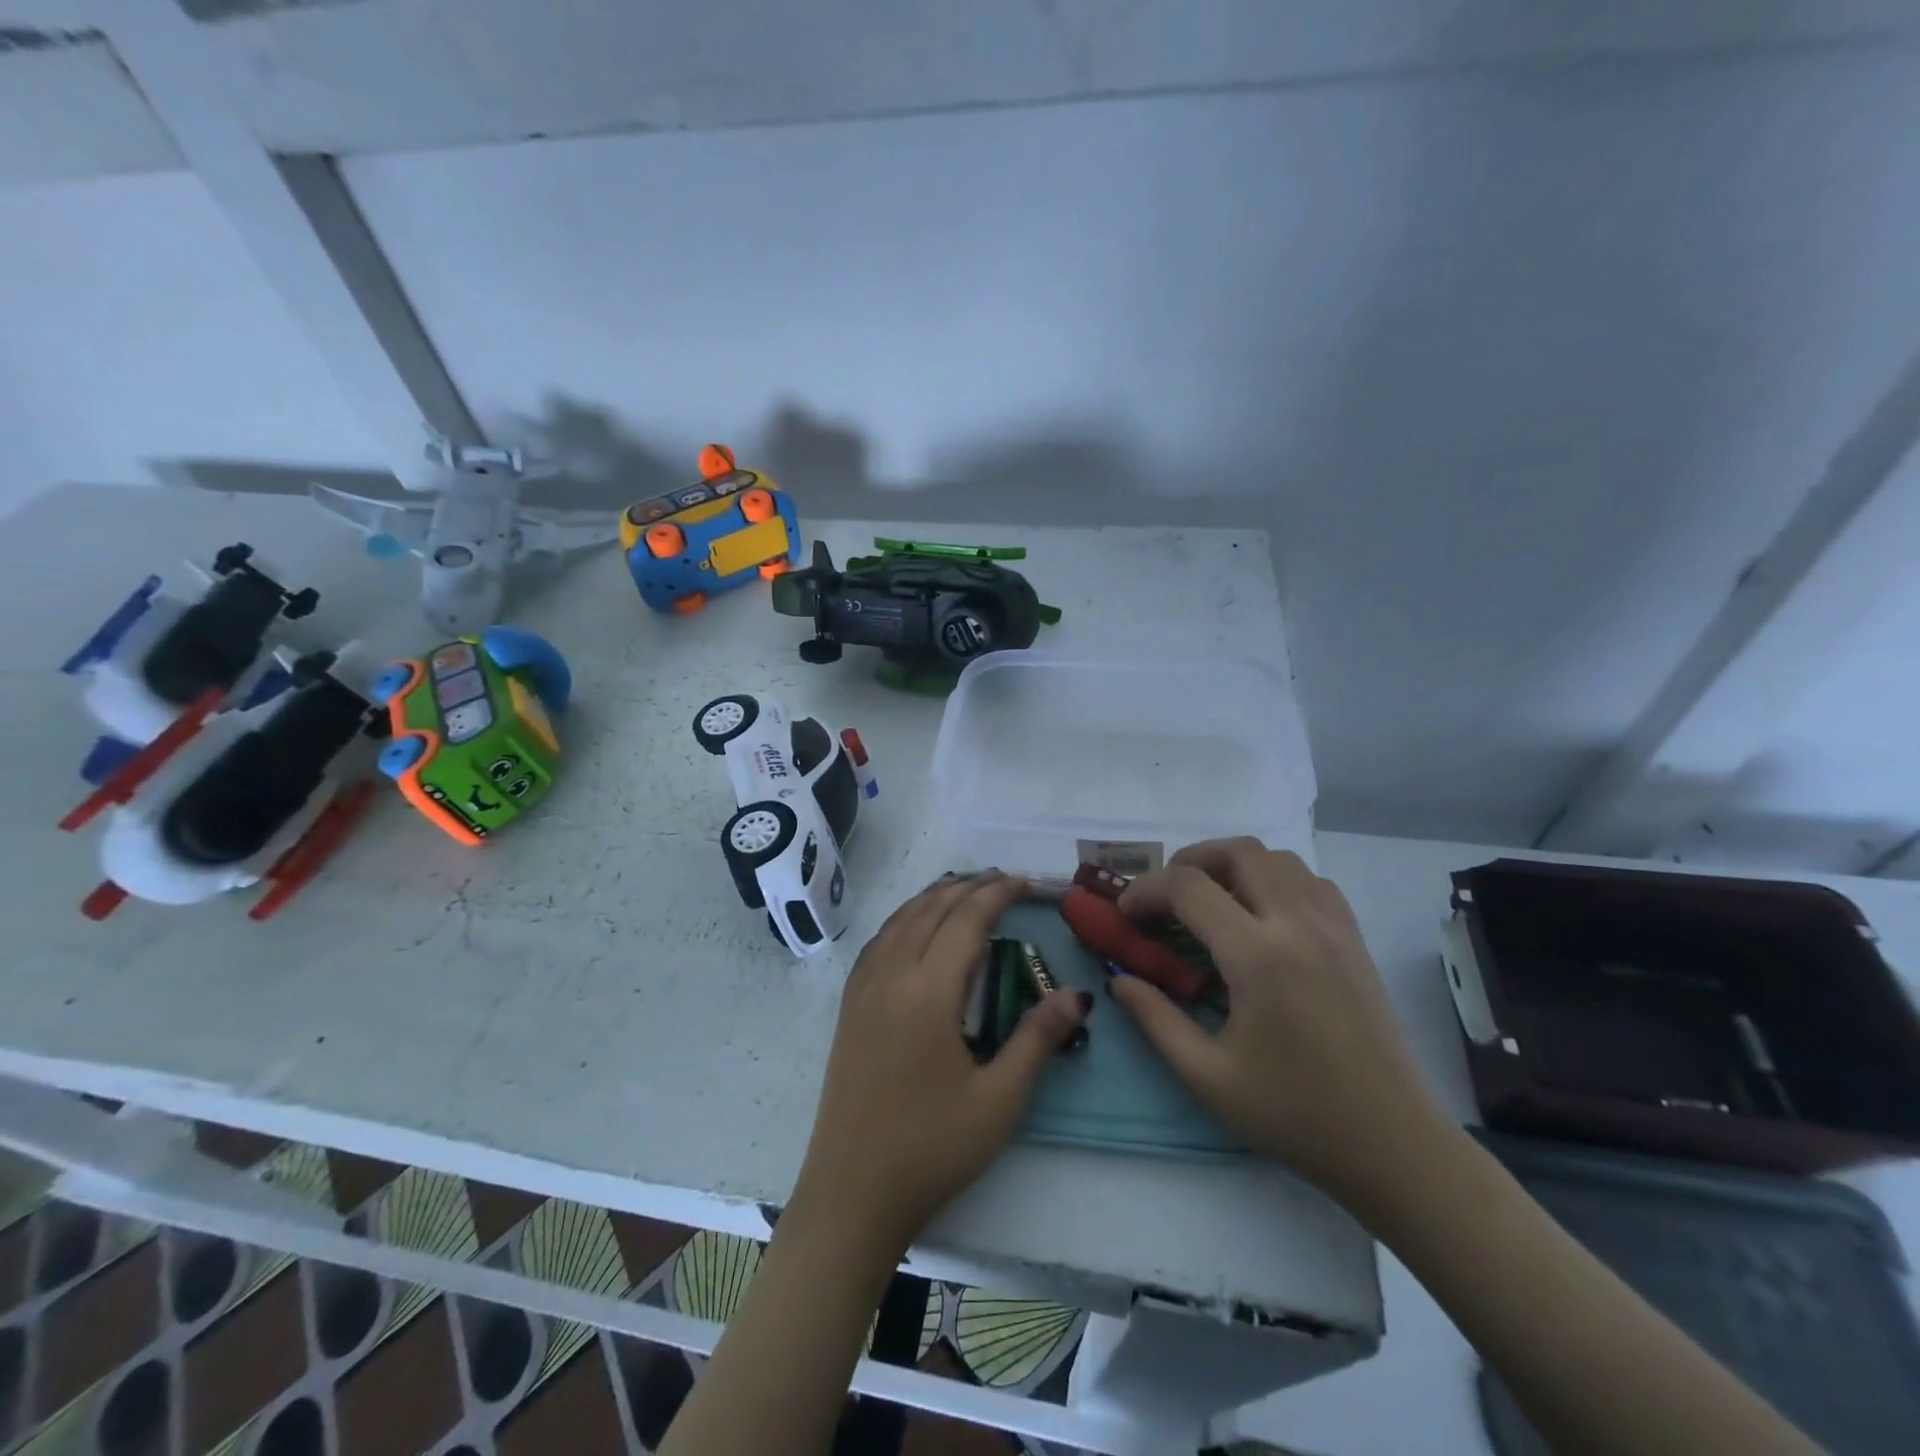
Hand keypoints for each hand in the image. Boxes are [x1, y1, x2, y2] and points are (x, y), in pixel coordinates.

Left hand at [789, 871, 1091, 1254]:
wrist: (851, 1193)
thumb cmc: (932, 1148)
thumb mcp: (999, 1100)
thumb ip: (1038, 1039)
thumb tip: (1078, 995)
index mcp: (927, 991)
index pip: (966, 920)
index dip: (997, 894)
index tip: (1026, 883)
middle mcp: (890, 975)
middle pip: (931, 910)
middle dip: (968, 887)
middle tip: (1003, 880)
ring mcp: (862, 989)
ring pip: (900, 920)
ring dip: (934, 897)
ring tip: (964, 889)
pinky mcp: (848, 1006)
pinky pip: (879, 940)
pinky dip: (905, 918)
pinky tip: (914, 926)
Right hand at [1110, 839, 1447, 1207]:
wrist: (1392, 1144)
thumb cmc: (1295, 1114)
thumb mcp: (1207, 1076)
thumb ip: (1155, 1019)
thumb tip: (1119, 981)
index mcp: (1257, 956)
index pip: (1188, 887)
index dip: (1145, 890)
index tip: (1125, 915)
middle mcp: (1297, 923)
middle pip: (1236, 851)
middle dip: (1188, 861)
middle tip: (1164, 897)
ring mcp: (1333, 925)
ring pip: (1276, 857)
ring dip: (1232, 865)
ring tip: (1208, 901)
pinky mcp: (1354, 938)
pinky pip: (1309, 880)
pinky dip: (1273, 878)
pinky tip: (1259, 916)